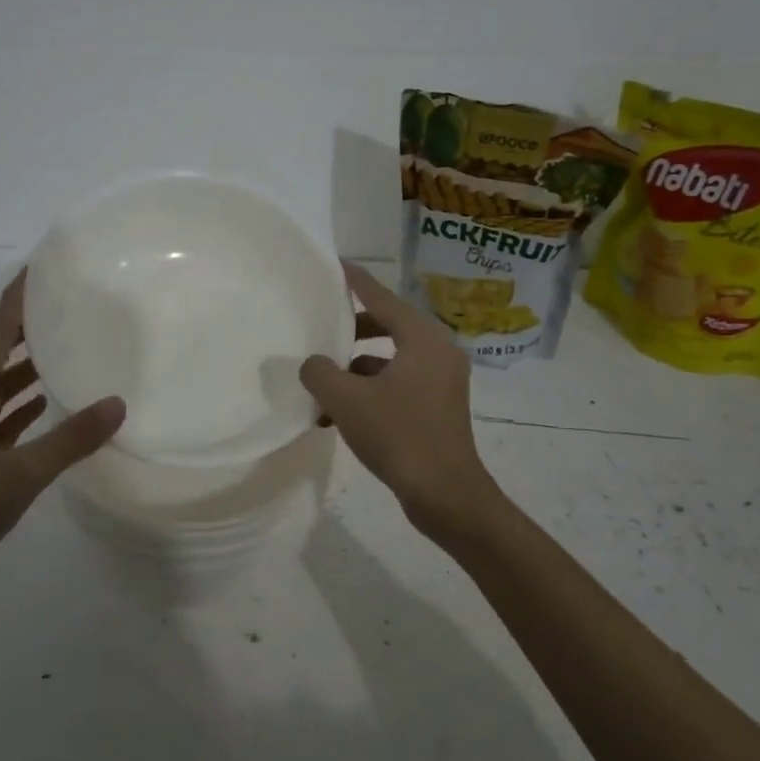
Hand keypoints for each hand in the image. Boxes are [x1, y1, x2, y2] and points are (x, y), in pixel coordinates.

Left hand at [0, 271, 124, 608]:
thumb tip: (118, 403)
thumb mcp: (22, 474)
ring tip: (60, 351)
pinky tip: (44, 407)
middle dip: (22, 329)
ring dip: (22, 370)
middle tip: (61, 308)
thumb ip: (70, 439)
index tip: (39, 270)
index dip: (15, 301)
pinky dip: (17, 406)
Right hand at [300, 263, 501, 537]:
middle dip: (350, 332)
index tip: (335, 264)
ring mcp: (440, 382)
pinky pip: (396, 385)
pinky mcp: (436, 408)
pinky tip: (336, 416)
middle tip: (320, 329)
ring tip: (321, 386)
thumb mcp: (347, 401)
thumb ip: (320, 372)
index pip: (382, 298)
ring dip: (354, 371)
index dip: (355, 281)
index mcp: (423, 339)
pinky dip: (369, 393)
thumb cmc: (399, 437)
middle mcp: (437, 352)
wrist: (446, 495)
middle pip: (387, 327)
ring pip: (388, 361)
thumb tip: (313, 364)